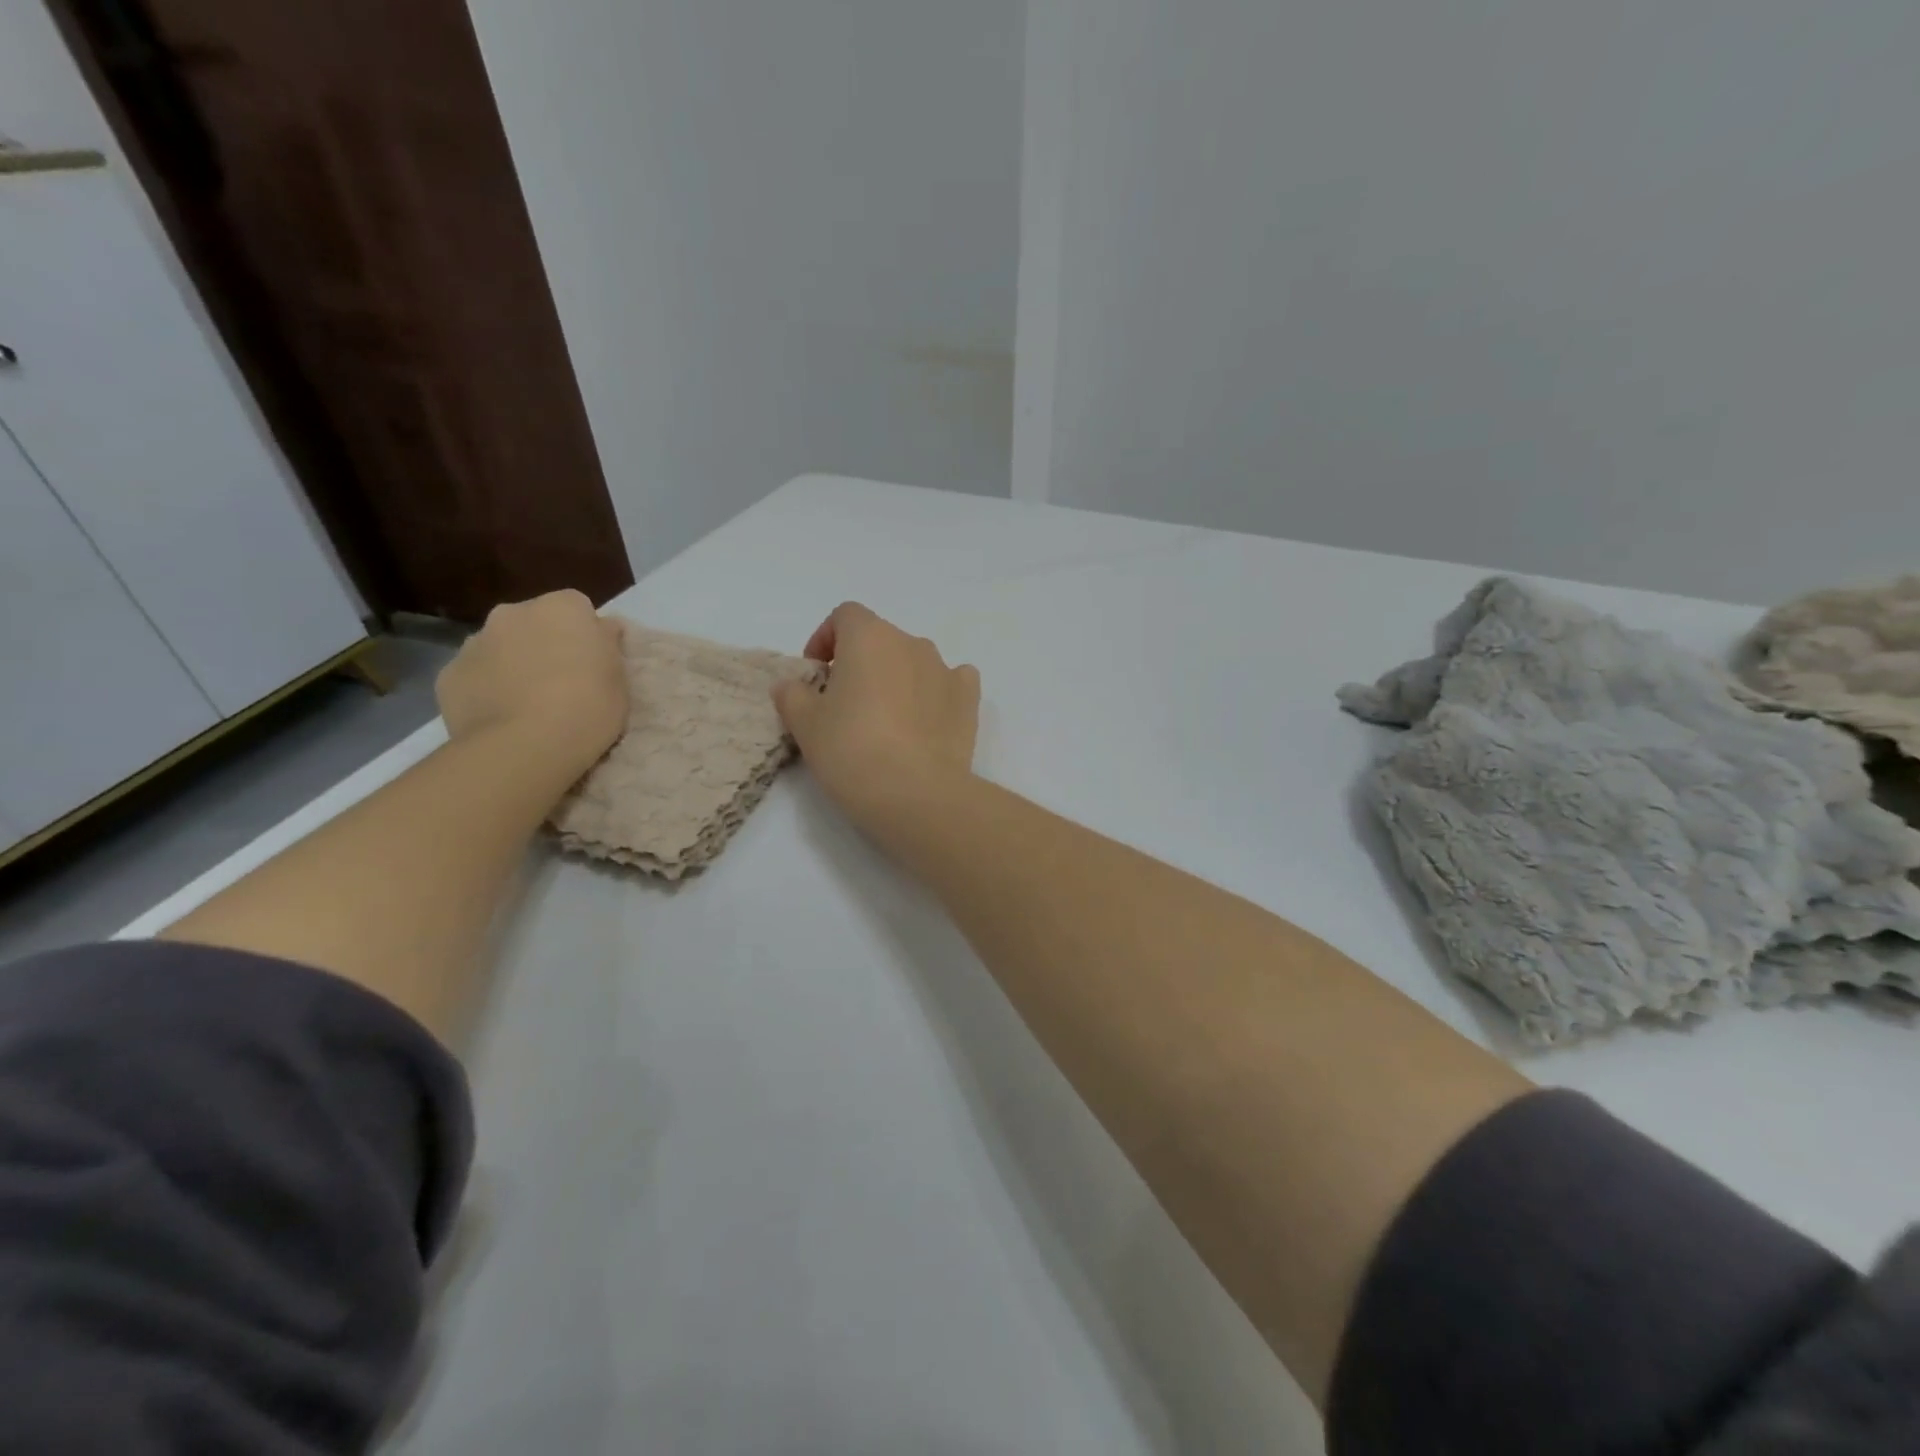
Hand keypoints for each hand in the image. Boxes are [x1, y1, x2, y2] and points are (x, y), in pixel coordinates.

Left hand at [436, 590, 627, 769]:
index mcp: (562, 608)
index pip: (578, 608)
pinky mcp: (448, 675)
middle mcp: (513, 613)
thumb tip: (603, 629)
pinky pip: (475, 676)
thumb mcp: (619, 678)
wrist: (525, 747)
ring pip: (500, 647)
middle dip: (544, 644)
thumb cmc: (588, 708)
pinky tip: (501, 718)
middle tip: (561, 683)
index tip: (593, 663)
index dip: (586, 635)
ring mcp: (475, 642)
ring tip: (528, 705)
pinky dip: (487, 689)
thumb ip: (607, 646)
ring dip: (513, 665)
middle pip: (533, 623)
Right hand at [773, 602, 979, 824]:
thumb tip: (792, 686)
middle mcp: (911, 643)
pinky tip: (925, 719)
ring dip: (897, 678)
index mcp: (869, 637)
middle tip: (845, 704)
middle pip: (881, 640)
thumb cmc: (851, 750)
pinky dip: (936, 692)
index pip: (845, 616)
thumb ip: (793, 695)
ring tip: (885, 719)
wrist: (915, 793)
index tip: (816, 674)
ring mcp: (945, 669)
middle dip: (861, 663)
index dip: (826, 638)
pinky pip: (951, 682)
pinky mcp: (968, 700)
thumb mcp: (805, 725)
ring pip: (915, 661)